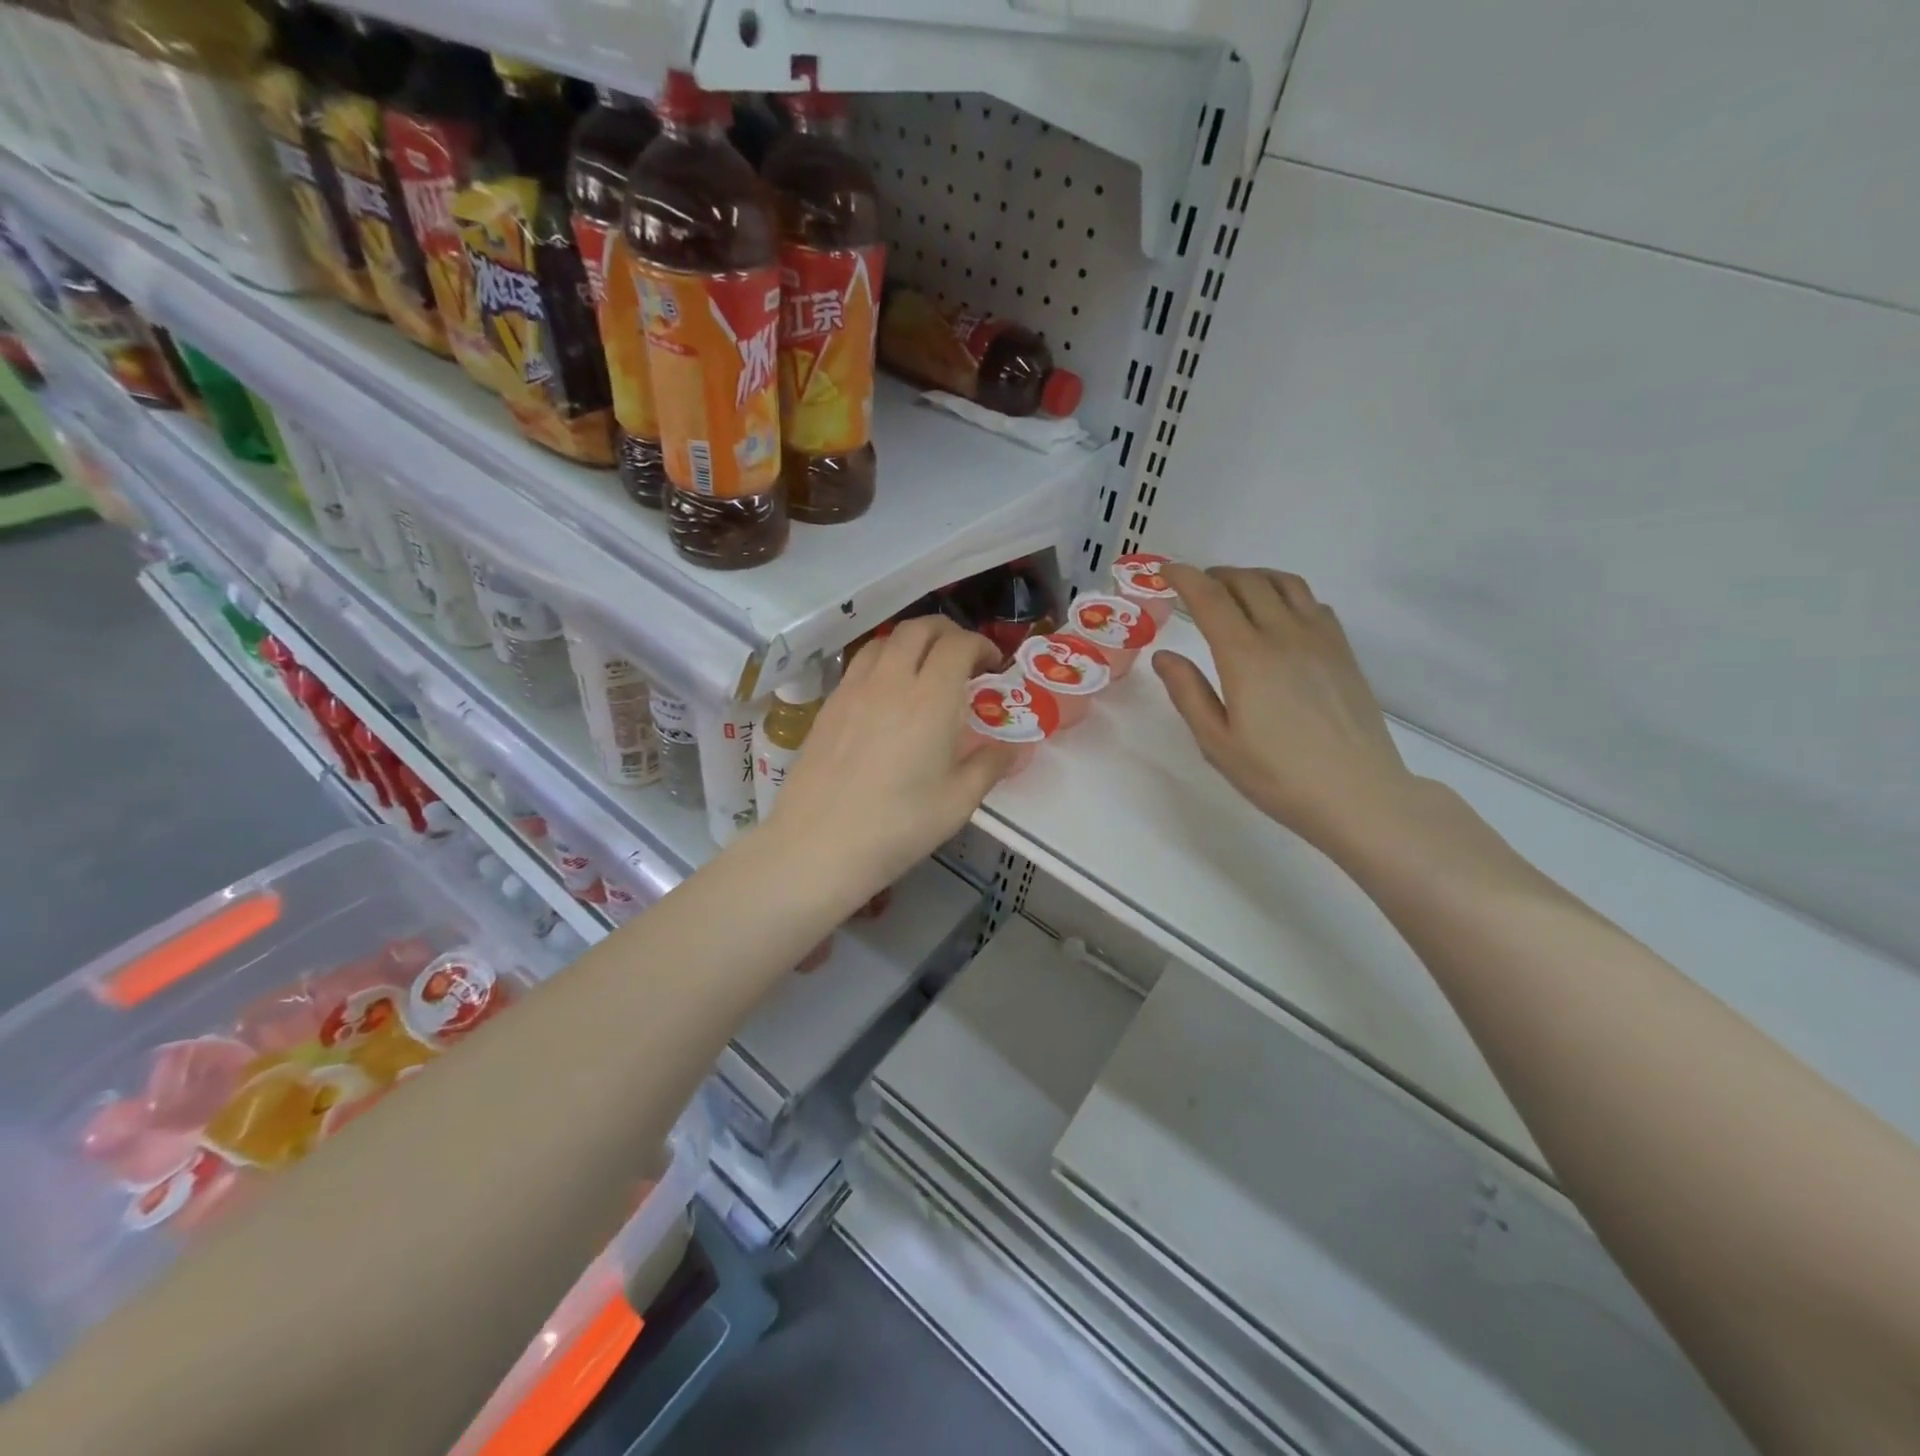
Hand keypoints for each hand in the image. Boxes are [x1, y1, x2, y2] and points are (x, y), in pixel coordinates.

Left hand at [763, 619, 1015, 899]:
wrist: (818, 844)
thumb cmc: (897, 826)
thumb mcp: (958, 802)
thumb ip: (989, 766)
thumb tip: (1012, 748)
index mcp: (931, 699)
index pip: (958, 645)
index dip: (981, 645)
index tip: (992, 665)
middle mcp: (891, 680)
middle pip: (919, 628)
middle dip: (948, 632)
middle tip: (963, 657)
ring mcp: (853, 689)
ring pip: (885, 640)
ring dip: (912, 642)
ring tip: (924, 668)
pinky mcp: (828, 705)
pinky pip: (859, 664)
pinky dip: (883, 661)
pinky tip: (887, 694)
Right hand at [1153, 565, 1417, 848]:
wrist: (1358, 793)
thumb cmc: (1277, 775)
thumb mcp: (1217, 743)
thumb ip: (1188, 693)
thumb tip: (1164, 655)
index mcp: (1245, 656)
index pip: (1209, 598)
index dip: (1183, 578)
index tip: (1164, 572)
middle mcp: (1282, 634)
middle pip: (1247, 582)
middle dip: (1215, 575)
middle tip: (1194, 585)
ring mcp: (1319, 639)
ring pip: (1284, 583)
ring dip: (1252, 577)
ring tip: (1234, 589)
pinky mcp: (1342, 651)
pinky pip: (1312, 602)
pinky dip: (1286, 593)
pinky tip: (1279, 614)